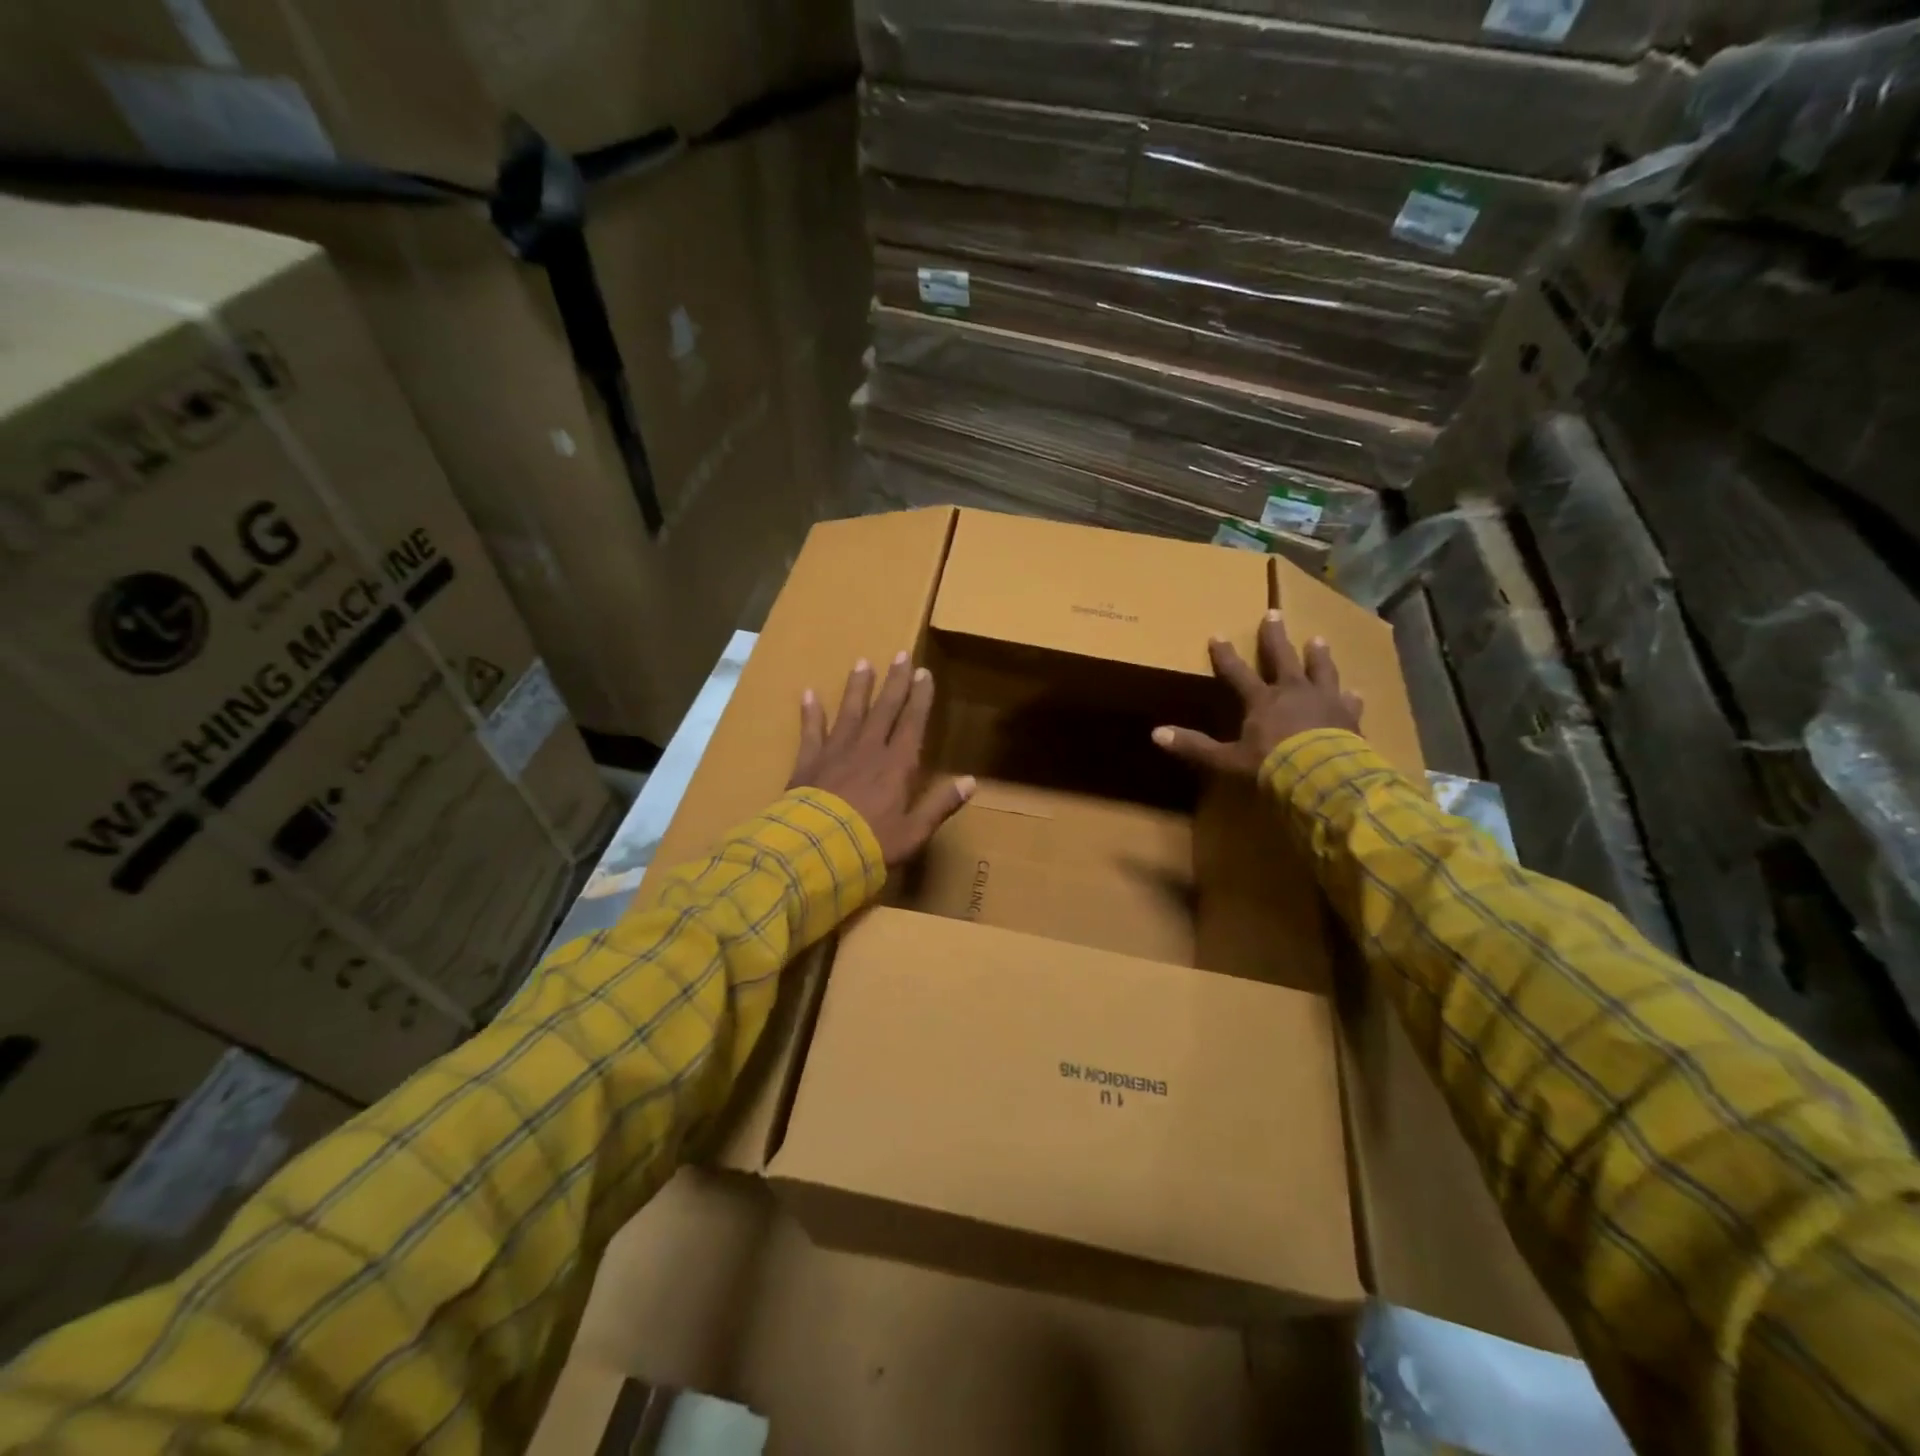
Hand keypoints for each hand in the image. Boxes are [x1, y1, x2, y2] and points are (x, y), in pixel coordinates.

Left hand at [790, 653, 975, 865]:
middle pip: (884, 709)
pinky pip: (810, 731)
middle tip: (900, 655)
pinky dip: (810, 713)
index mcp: (897, 765)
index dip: (920, 697)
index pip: (912, 723)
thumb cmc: (872, 844)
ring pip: (850, 712)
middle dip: (894, 682)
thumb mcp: (915, 832)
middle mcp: (869, 750)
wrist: (817, 852)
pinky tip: (808, 693)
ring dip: (858, 687)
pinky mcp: (808, 762)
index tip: (924, 673)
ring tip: (862, 663)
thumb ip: (941, 804)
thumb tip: (971, 782)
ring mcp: (836, 752)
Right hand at [1151, 610, 1363, 776]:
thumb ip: (1195, 746)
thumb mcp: (1227, 760)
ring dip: (1317, 655)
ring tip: (1317, 639)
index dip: (1225, 655)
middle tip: (1274, 613)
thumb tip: (1155, 734)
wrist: (1325, 777)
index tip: (1217, 635)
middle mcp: (1293, 692)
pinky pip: (1350, 702)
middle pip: (1282, 657)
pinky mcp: (1349, 717)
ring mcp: (1324, 701)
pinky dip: (1350, 697)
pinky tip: (1355, 692)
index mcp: (1262, 700)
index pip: (1237, 672)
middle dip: (1275, 636)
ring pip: (1320, 670)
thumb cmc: (1272, 766)